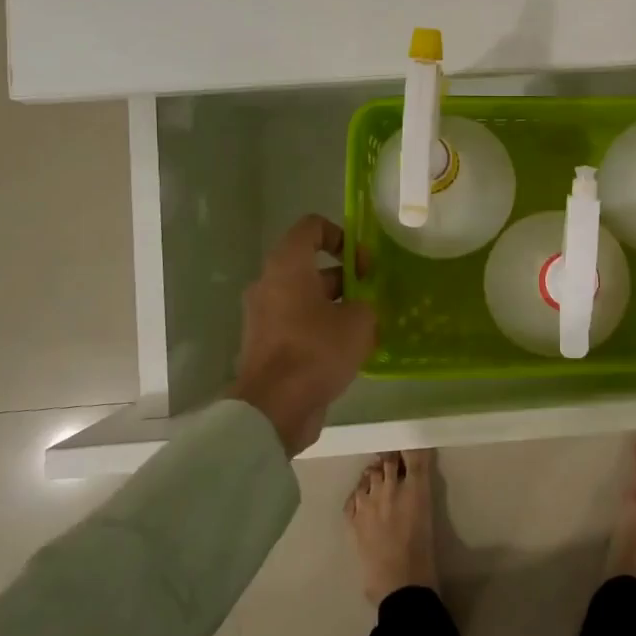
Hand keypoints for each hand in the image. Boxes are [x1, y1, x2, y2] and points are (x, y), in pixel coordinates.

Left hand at [229, 215, 376, 456]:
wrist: (274, 407)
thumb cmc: (317, 350)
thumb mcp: (359, 321)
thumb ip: (366, 303)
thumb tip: (360, 308)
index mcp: (287, 266)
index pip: (311, 227)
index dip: (341, 235)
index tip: (362, 262)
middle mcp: (269, 284)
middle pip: (311, 266)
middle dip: (345, 277)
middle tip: (371, 297)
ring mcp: (264, 316)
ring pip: (306, 298)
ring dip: (336, 306)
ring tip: (366, 329)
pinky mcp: (266, 344)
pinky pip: (298, 324)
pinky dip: (321, 329)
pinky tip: (348, 352)